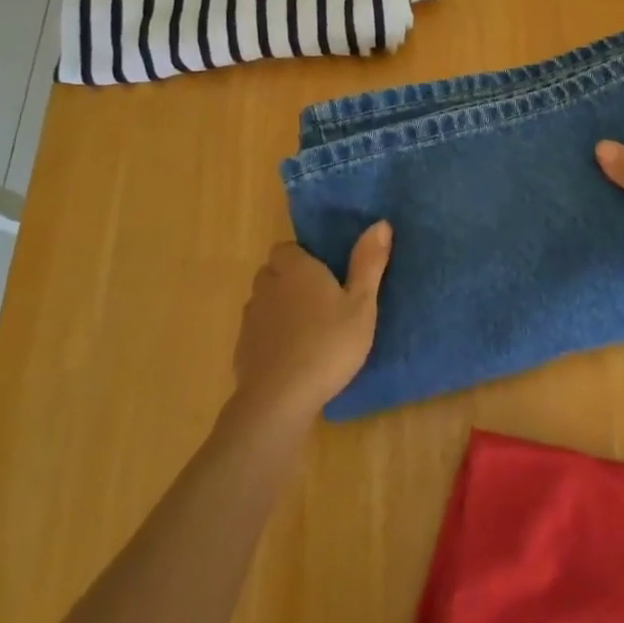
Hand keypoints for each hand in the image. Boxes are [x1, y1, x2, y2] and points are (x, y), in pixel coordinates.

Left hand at [232, 225, 391, 421]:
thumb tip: (381, 223)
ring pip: (264, 302)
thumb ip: (369, 263)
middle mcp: (268, 286)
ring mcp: (251, 319)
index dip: (303, 258)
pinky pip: (258, 333)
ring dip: (280, 309)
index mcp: (296, 269)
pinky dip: (271, 338)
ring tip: (307, 330)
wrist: (280, 399)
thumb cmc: (328, 345)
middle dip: (290, 280)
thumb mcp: (361, 304)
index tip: (324, 274)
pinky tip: (291, 357)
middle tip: (320, 301)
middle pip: (273, 272)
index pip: (287, 248)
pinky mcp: (242, 350)